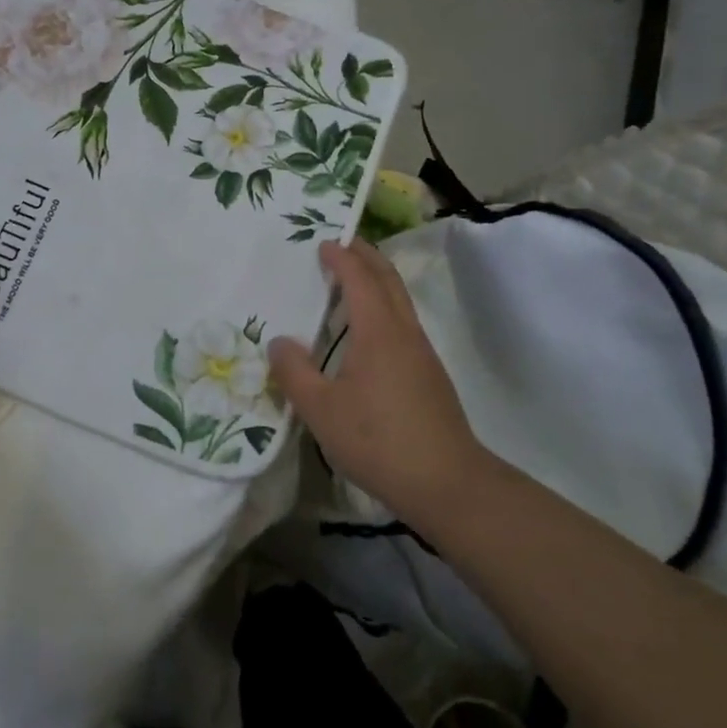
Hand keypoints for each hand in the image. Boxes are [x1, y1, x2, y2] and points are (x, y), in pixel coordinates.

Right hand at [268, 239, 493, 528]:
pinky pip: (403, 323)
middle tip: (342, 244)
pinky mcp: (429, 375)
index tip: (322, 243)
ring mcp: (422, 353)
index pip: (360, 278)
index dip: (342, 257)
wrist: (447, 484)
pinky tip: (366, 333)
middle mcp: (404, 332)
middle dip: (366, 256)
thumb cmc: (378, 441)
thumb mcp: (321, 410)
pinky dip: (383, 307)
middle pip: (388, 279)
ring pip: (400, 301)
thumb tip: (279, 343)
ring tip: (349, 282)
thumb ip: (294, 373)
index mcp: (378, 331)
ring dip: (376, 281)